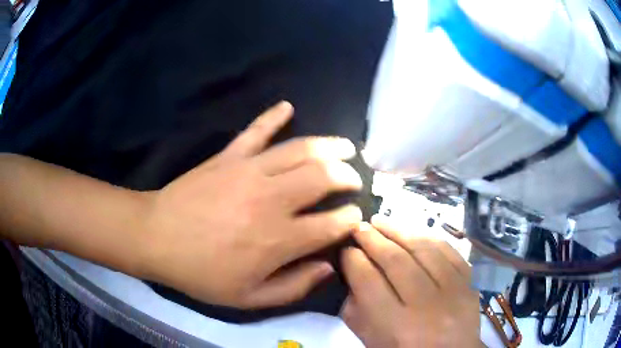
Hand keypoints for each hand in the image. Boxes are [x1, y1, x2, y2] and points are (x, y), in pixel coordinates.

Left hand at [143, 101, 362, 308]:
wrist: (157, 238)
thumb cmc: (201, 273)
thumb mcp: (249, 298)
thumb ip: (294, 287)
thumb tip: (328, 268)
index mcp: (279, 239)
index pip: (332, 223)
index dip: (351, 219)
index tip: (355, 217)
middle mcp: (272, 199)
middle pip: (324, 177)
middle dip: (347, 177)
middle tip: (354, 180)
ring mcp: (250, 171)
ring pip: (301, 149)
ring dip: (329, 146)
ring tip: (346, 147)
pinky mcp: (229, 156)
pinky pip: (256, 130)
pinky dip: (273, 116)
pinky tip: (287, 106)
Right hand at [341, 217, 479, 347]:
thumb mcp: (373, 341)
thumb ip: (356, 311)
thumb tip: (351, 273)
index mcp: (397, 326)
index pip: (369, 282)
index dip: (353, 260)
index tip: (345, 249)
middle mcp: (426, 306)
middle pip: (396, 262)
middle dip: (373, 239)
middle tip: (358, 227)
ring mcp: (453, 291)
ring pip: (424, 250)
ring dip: (399, 230)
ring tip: (381, 221)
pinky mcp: (469, 282)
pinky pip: (449, 251)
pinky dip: (428, 237)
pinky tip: (413, 231)